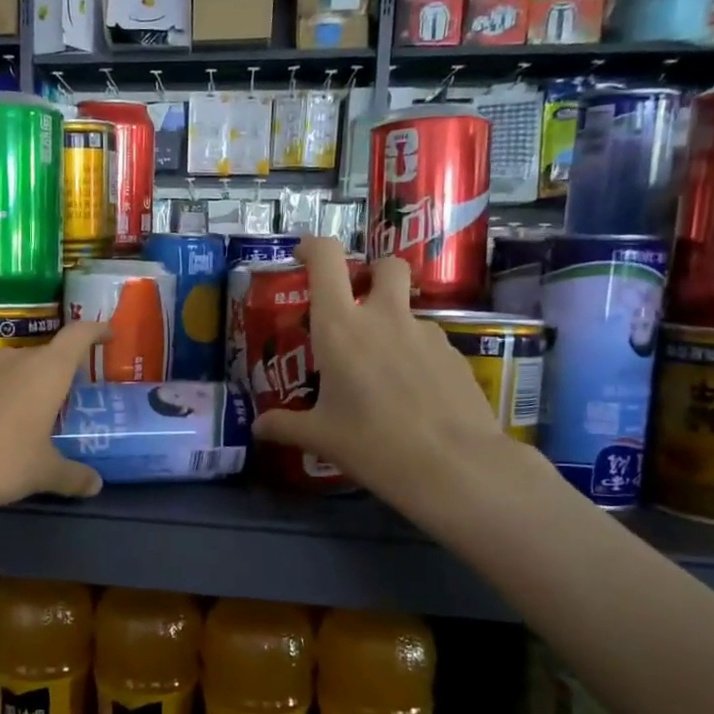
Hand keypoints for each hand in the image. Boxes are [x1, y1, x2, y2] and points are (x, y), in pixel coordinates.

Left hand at [0, 321, 108, 514]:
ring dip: (17, 383)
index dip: (95, 331)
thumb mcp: (43, 473)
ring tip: (19, 412)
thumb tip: (96, 486)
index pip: (78, 336)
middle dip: (53, 371)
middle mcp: (12, 359)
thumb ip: (72, 476)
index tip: (107, 334)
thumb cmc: (1, 461)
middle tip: (61, 397)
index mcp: (46, 371)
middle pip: (41, 354)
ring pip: (6, 367)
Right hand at [251, 237, 526, 523]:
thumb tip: (258, 428)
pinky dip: (414, 355)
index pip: (327, 259)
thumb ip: (285, 426)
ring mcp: (425, 333)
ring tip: (382, 372)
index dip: (313, 247)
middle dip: (372, 274)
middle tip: (357, 304)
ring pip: (407, 310)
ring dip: (392, 324)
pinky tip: (411, 394)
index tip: (303, 256)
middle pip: (385, 266)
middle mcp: (384, 318)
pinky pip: (427, 342)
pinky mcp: (454, 354)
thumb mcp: (321, 437)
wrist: (456, 467)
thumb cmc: (373, 444)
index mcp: (340, 328)